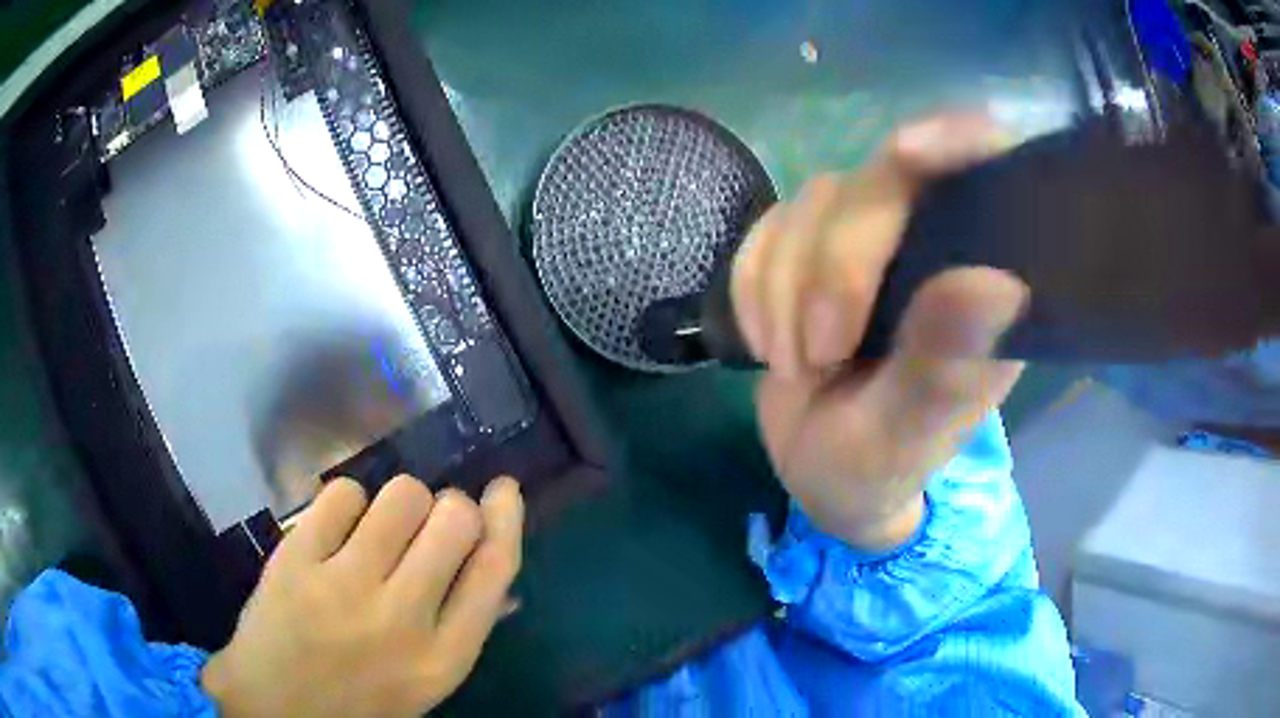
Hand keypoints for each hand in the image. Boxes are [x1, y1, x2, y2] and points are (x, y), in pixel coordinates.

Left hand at [201, 475, 523, 717]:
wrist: (273, 706)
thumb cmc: (358, 700)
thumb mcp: (423, 683)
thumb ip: (461, 629)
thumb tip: (498, 577)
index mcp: (441, 658)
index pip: (493, 571)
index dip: (505, 519)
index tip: (502, 490)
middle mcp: (400, 620)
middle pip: (452, 520)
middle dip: (450, 508)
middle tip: (428, 523)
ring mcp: (343, 586)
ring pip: (401, 495)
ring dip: (400, 502)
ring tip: (378, 529)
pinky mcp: (296, 559)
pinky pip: (343, 494)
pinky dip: (348, 502)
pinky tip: (338, 529)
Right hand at [732, 113, 1025, 549]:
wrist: (820, 472)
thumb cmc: (880, 466)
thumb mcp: (908, 438)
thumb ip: (946, 368)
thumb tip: (997, 284)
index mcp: (986, 283)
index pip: (990, 170)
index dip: (956, 141)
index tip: (908, 153)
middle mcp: (935, 243)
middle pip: (882, 182)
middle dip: (834, 267)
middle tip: (817, 356)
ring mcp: (871, 240)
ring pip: (816, 202)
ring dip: (785, 288)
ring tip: (797, 366)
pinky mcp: (814, 246)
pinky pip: (766, 228)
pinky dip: (754, 285)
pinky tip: (768, 340)